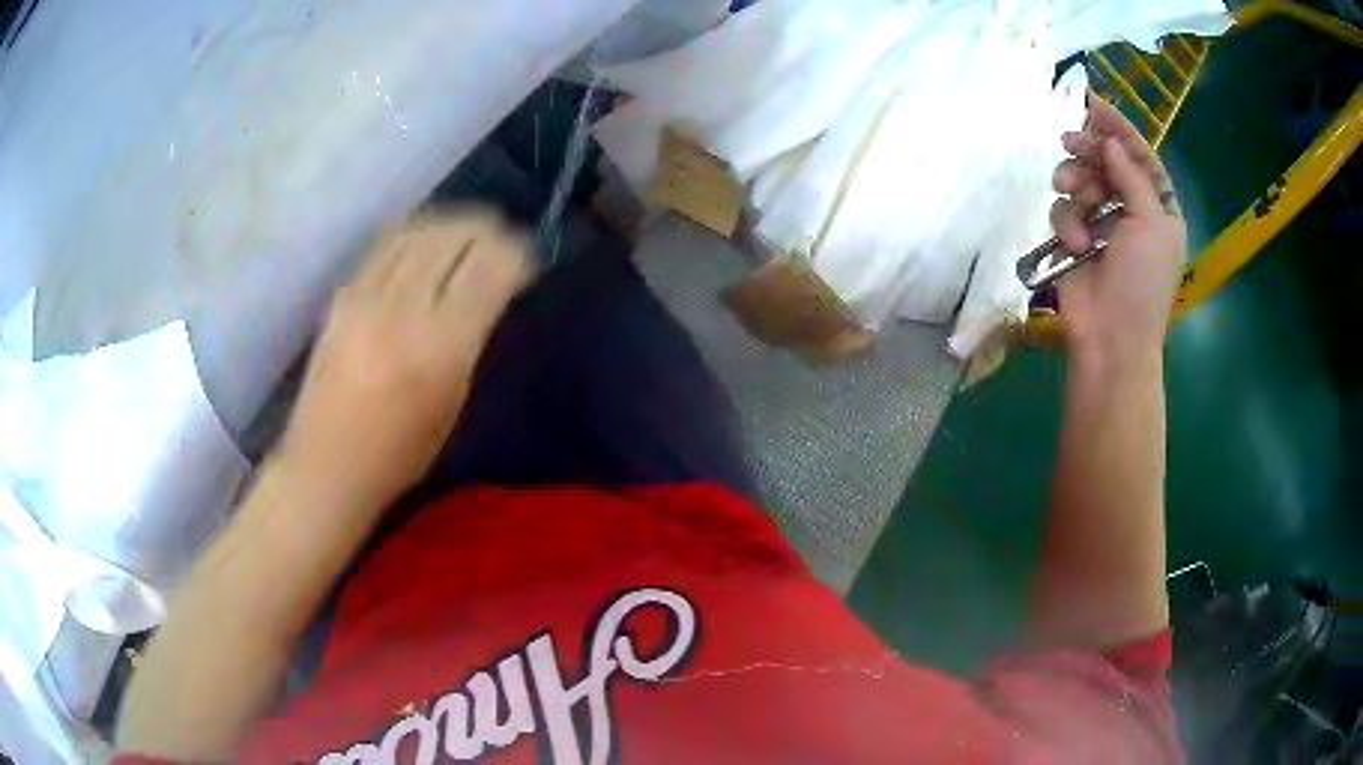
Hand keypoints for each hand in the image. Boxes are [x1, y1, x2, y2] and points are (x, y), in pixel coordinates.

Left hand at [279, 210, 532, 506]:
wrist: (327, 463)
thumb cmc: (400, 454)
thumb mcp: (454, 401)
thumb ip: (472, 336)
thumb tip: (491, 287)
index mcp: (441, 347)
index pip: (490, 268)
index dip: (517, 254)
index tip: (527, 262)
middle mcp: (404, 309)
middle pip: (456, 237)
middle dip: (489, 230)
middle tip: (503, 241)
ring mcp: (367, 296)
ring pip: (421, 230)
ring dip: (453, 224)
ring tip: (468, 233)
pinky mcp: (343, 295)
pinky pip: (387, 244)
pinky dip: (416, 234)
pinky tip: (427, 241)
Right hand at [1050, 94, 1187, 369]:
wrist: (1111, 339)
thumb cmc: (1142, 283)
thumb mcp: (1151, 224)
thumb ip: (1132, 175)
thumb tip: (1110, 142)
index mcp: (1159, 209)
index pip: (1140, 156)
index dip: (1119, 129)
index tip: (1092, 104)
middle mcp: (1131, 212)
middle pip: (1107, 162)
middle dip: (1090, 151)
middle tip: (1070, 142)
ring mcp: (1101, 226)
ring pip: (1080, 181)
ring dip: (1076, 185)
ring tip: (1076, 199)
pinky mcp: (1074, 240)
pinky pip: (1062, 210)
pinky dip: (1066, 223)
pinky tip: (1075, 244)